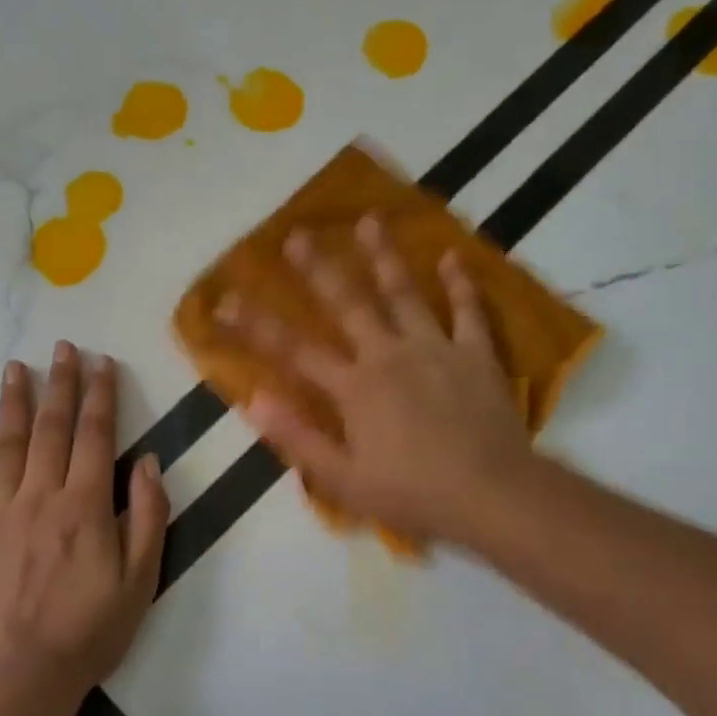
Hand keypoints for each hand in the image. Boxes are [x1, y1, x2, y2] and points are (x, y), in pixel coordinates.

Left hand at [0, 343, 169, 705]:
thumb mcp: (142, 578)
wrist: (23, 676)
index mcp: (84, 505)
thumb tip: (148, 461)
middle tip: (61, 347)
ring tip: (16, 368)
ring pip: (5, 448)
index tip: (100, 362)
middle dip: (59, 385)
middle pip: (50, 430)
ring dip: (12, 405)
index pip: (94, 436)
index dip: (99, 395)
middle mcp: (40, 498)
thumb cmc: (91, 630)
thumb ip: (148, 515)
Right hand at [217, 217, 534, 547]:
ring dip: (384, 256)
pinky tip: (452, 256)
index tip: (225, 300)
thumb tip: (254, 399)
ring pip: (405, 293)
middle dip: (318, 269)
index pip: (294, 350)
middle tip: (297, 234)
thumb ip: (298, 437)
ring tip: (369, 220)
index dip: (255, 326)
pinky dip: (461, 284)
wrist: (492, 495)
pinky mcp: (476, 355)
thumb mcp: (343, 479)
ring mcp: (436, 349)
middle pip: (348, 304)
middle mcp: (389, 355)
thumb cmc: (413, 494)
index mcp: (355, 388)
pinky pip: (468, 312)